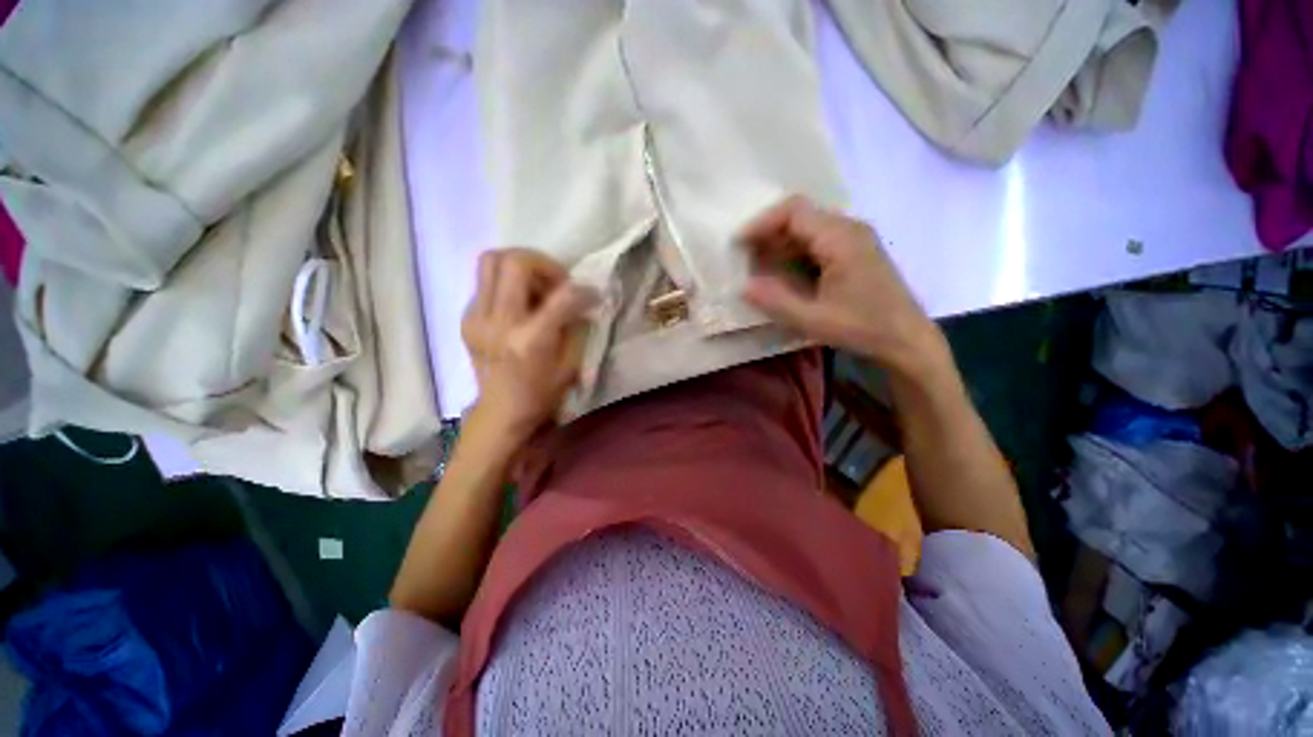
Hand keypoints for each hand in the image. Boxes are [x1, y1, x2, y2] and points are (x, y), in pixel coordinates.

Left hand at [462, 248, 596, 441]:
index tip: (591, 295)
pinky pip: (486, 282)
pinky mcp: (466, 318)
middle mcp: (499, 322)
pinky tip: (519, 304)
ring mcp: (476, 318)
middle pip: (513, 261)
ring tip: (536, 287)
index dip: (583, 290)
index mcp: (530, 340)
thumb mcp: (571, 364)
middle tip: (557, 282)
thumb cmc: (542, 393)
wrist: (500, 412)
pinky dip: (507, 284)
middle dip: (544, 263)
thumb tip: (582, 298)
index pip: (561, 296)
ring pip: (491, 261)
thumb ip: (576, 326)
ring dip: (521, 266)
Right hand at [739, 196, 947, 376]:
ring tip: (758, 267)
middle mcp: (849, 228)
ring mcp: (854, 238)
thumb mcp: (813, 320)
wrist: (906, 340)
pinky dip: (794, 252)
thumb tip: (743, 287)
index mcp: (841, 238)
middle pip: (800, 216)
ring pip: (807, 228)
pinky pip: (817, 241)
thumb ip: (776, 302)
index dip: (761, 223)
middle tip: (744, 258)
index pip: (794, 211)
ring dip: (780, 244)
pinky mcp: (855, 251)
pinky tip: (783, 273)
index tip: (739, 244)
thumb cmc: (862, 329)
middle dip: (768, 234)